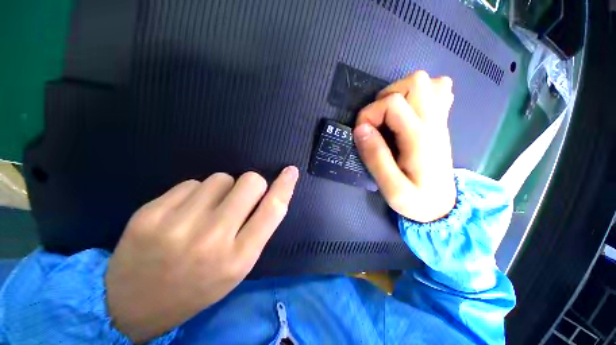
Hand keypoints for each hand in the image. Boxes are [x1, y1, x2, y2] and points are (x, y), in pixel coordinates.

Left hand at [105, 167, 298, 341]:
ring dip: (220, 189)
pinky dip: (194, 193)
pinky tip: (182, 213)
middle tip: (237, 199)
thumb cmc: (198, 286)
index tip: (291, 171)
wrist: (134, 305)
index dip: (285, 186)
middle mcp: (212, 239)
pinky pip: (191, 182)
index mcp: (239, 257)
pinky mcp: (150, 214)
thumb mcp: (238, 265)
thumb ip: (257, 228)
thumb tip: (270, 193)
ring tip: (206, 211)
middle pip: (249, 182)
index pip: (272, 210)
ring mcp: (178, 226)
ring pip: (220, 178)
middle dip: (251, 184)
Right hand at [353, 71, 455, 222]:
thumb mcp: (392, 188)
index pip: (392, 104)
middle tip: (376, 122)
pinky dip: (420, 94)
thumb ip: (375, 158)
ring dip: (400, 93)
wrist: (443, 207)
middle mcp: (434, 122)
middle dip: (385, 98)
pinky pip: (438, 91)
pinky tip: (409, 112)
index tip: (361, 134)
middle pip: (415, 82)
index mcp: (420, 138)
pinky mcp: (440, 123)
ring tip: (389, 117)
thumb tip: (360, 129)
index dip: (369, 114)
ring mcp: (440, 120)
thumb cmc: (417, 201)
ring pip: (427, 82)